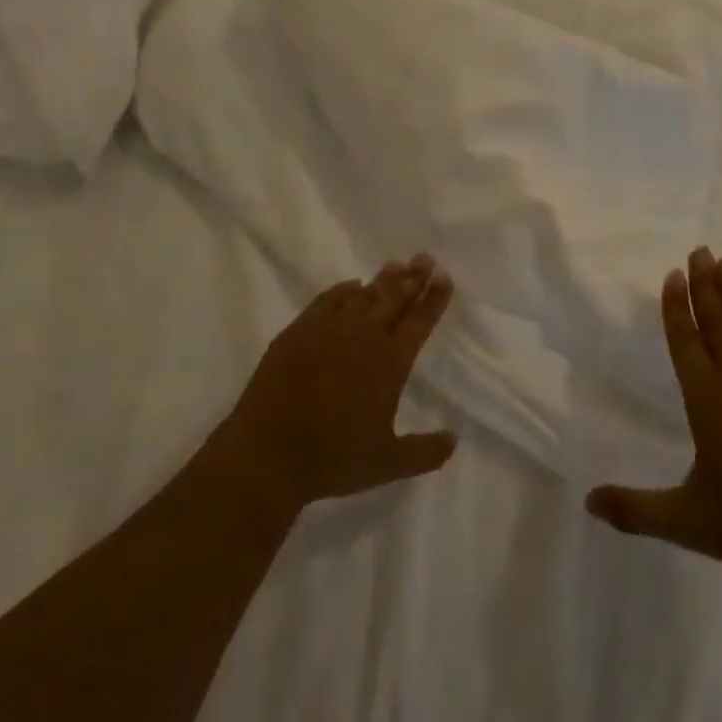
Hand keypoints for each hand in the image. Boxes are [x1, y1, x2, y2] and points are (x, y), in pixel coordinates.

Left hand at [221, 255, 458, 508]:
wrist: (267, 454)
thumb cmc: (333, 459)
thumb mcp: (388, 463)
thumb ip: (425, 452)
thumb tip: (454, 440)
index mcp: (390, 362)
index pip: (419, 321)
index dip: (434, 299)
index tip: (445, 277)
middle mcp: (363, 337)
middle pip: (394, 297)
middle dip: (413, 277)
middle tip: (424, 258)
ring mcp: (328, 330)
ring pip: (363, 294)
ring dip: (382, 280)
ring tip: (396, 266)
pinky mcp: (298, 332)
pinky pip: (327, 300)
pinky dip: (343, 290)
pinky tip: (350, 286)